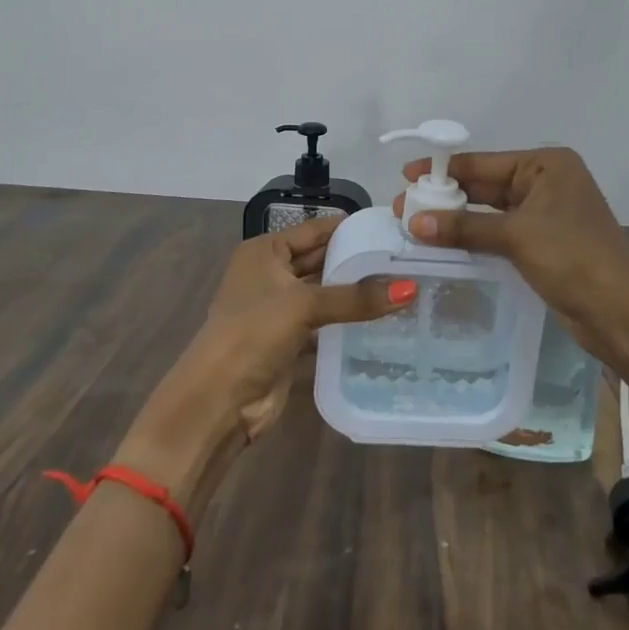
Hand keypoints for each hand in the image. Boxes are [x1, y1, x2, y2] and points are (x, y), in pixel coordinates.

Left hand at [117, 214, 413, 505]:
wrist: (218, 401)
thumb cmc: (253, 334)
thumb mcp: (303, 306)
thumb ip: (355, 298)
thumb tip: (410, 289)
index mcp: (265, 251)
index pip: (315, 230)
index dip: (350, 228)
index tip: (392, 228)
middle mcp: (270, 274)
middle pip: (321, 261)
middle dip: (357, 262)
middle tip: (405, 259)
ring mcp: (278, 309)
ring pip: (324, 294)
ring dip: (354, 294)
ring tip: (403, 286)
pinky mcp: (288, 341)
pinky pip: (324, 323)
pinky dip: (347, 322)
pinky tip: (382, 320)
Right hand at [392, 147, 628, 373]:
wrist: (621, 313)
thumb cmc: (573, 258)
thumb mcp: (516, 236)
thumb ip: (464, 226)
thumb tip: (413, 221)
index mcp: (547, 165)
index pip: (484, 161)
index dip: (444, 169)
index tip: (406, 175)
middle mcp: (547, 181)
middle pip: (486, 184)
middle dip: (447, 196)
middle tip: (404, 207)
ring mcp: (547, 213)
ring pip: (491, 210)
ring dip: (458, 218)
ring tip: (416, 225)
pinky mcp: (544, 242)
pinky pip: (500, 231)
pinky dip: (475, 235)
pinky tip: (446, 242)